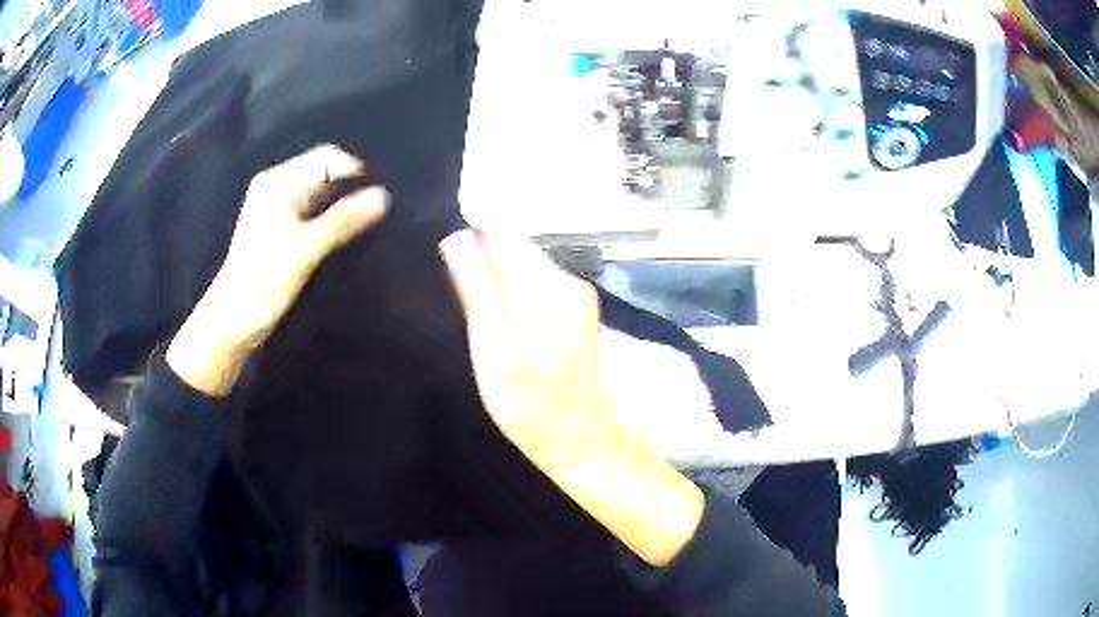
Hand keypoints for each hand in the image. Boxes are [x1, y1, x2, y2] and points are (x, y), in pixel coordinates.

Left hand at [167, 145, 386, 396]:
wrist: (233, 321)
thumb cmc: (263, 281)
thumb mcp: (306, 249)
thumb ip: (344, 220)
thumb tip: (384, 196)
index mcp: (278, 181)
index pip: (327, 157)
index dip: (356, 168)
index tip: (386, 187)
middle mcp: (278, 186)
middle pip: (324, 172)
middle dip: (353, 184)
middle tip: (385, 201)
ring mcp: (279, 207)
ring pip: (321, 193)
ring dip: (345, 201)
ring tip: (374, 214)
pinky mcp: (282, 228)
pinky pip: (315, 211)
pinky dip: (334, 216)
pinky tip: (353, 227)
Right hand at [440, 230, 703, 566]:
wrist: (576, 440)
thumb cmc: (526, 398)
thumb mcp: (490, 342)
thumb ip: (475, 286)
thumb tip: (457, 236)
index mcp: (547, 282)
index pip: (503, 236)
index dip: (472, 243)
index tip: (448, 264)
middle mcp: (567, 281)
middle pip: (516, 253)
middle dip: (484, 265)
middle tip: (455, 295)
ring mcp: (576, 299)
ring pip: (525, 274)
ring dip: (497, 285)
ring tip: (473, 312)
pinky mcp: (575, 317)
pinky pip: (535, 293)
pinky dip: (513, 302)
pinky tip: (499, 328)